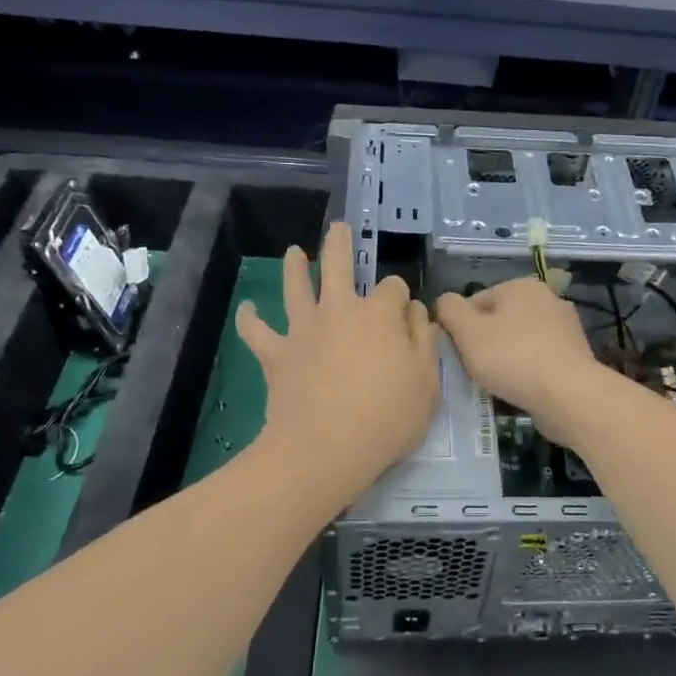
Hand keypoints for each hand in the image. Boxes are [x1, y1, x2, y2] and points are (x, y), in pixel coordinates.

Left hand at [236, 222, 438, 496]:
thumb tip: (415, 312)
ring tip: (293, 253)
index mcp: (379, 314)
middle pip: (337, 265)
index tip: (405, 313)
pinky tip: (248, 308)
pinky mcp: (276, 355)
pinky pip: (257, 331)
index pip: (393, 289)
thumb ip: (423, 341)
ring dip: (294, 267)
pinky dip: (250, 318)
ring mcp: (304, 330)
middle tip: (339, 227)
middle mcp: (339, 310)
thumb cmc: (388, 417)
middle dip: (339, 243)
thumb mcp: (427, 381)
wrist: (327, 447)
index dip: (400, 297)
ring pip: (295, 287)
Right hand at [435, 279, 607, 445]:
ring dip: (505, 361)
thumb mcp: (468, 332)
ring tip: (495, 386)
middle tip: (473, 371)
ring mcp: (565, 329)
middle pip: (499, 322)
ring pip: (519, 344)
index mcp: (521, 286)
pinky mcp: (575, 358)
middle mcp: (547, 300)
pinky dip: (526, 374)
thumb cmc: (512, 358)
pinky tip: (518, 392)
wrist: (568, 395)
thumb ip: (449, 310)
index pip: (476, 302)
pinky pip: (539, 363)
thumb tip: (445, 301)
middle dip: (484, 345)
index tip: (458, 354)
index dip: (460, 328)